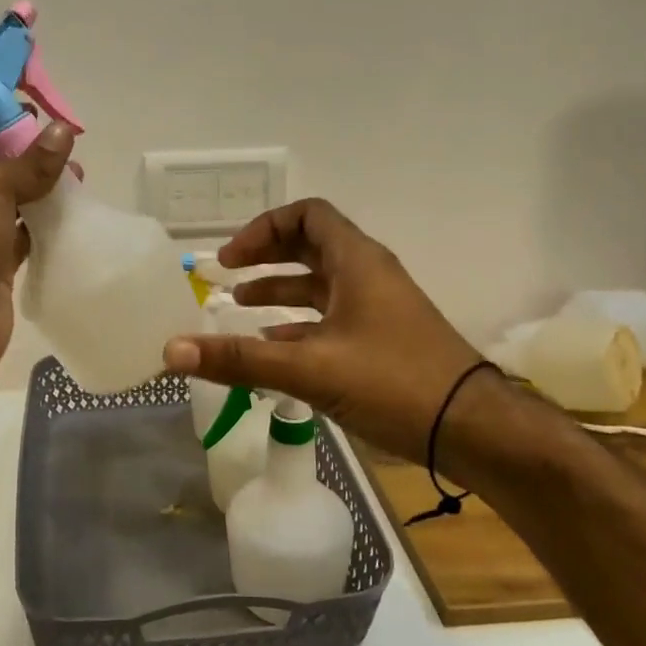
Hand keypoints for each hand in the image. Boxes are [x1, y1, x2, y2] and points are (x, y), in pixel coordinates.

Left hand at [0, 120, 74, 390]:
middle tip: (69, 153)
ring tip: (78, 181)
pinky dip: (41, 228)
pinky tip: (71, 216)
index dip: (7, 126)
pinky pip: (17, 240)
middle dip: (28, 161)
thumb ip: (29, 161)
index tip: (47, 120)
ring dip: (38, 194)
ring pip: (5, 207)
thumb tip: (63, 130)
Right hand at [162, 199, 481, 459]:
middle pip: (312, 246)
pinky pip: (332, 318)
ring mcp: (379, 309)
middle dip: (267, 257)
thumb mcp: (310, 369)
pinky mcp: (383, 340)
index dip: (265, 228)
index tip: (232, 257)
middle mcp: (368, 275)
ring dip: (281, 291)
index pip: (308, 215)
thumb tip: (171, 351)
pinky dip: (299, 325)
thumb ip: (240, 360)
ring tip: (240, 309)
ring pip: (321, 285)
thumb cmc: (394, 383)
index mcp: (357, 262)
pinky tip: (273, 349)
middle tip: (228, 274)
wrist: (474, 430)